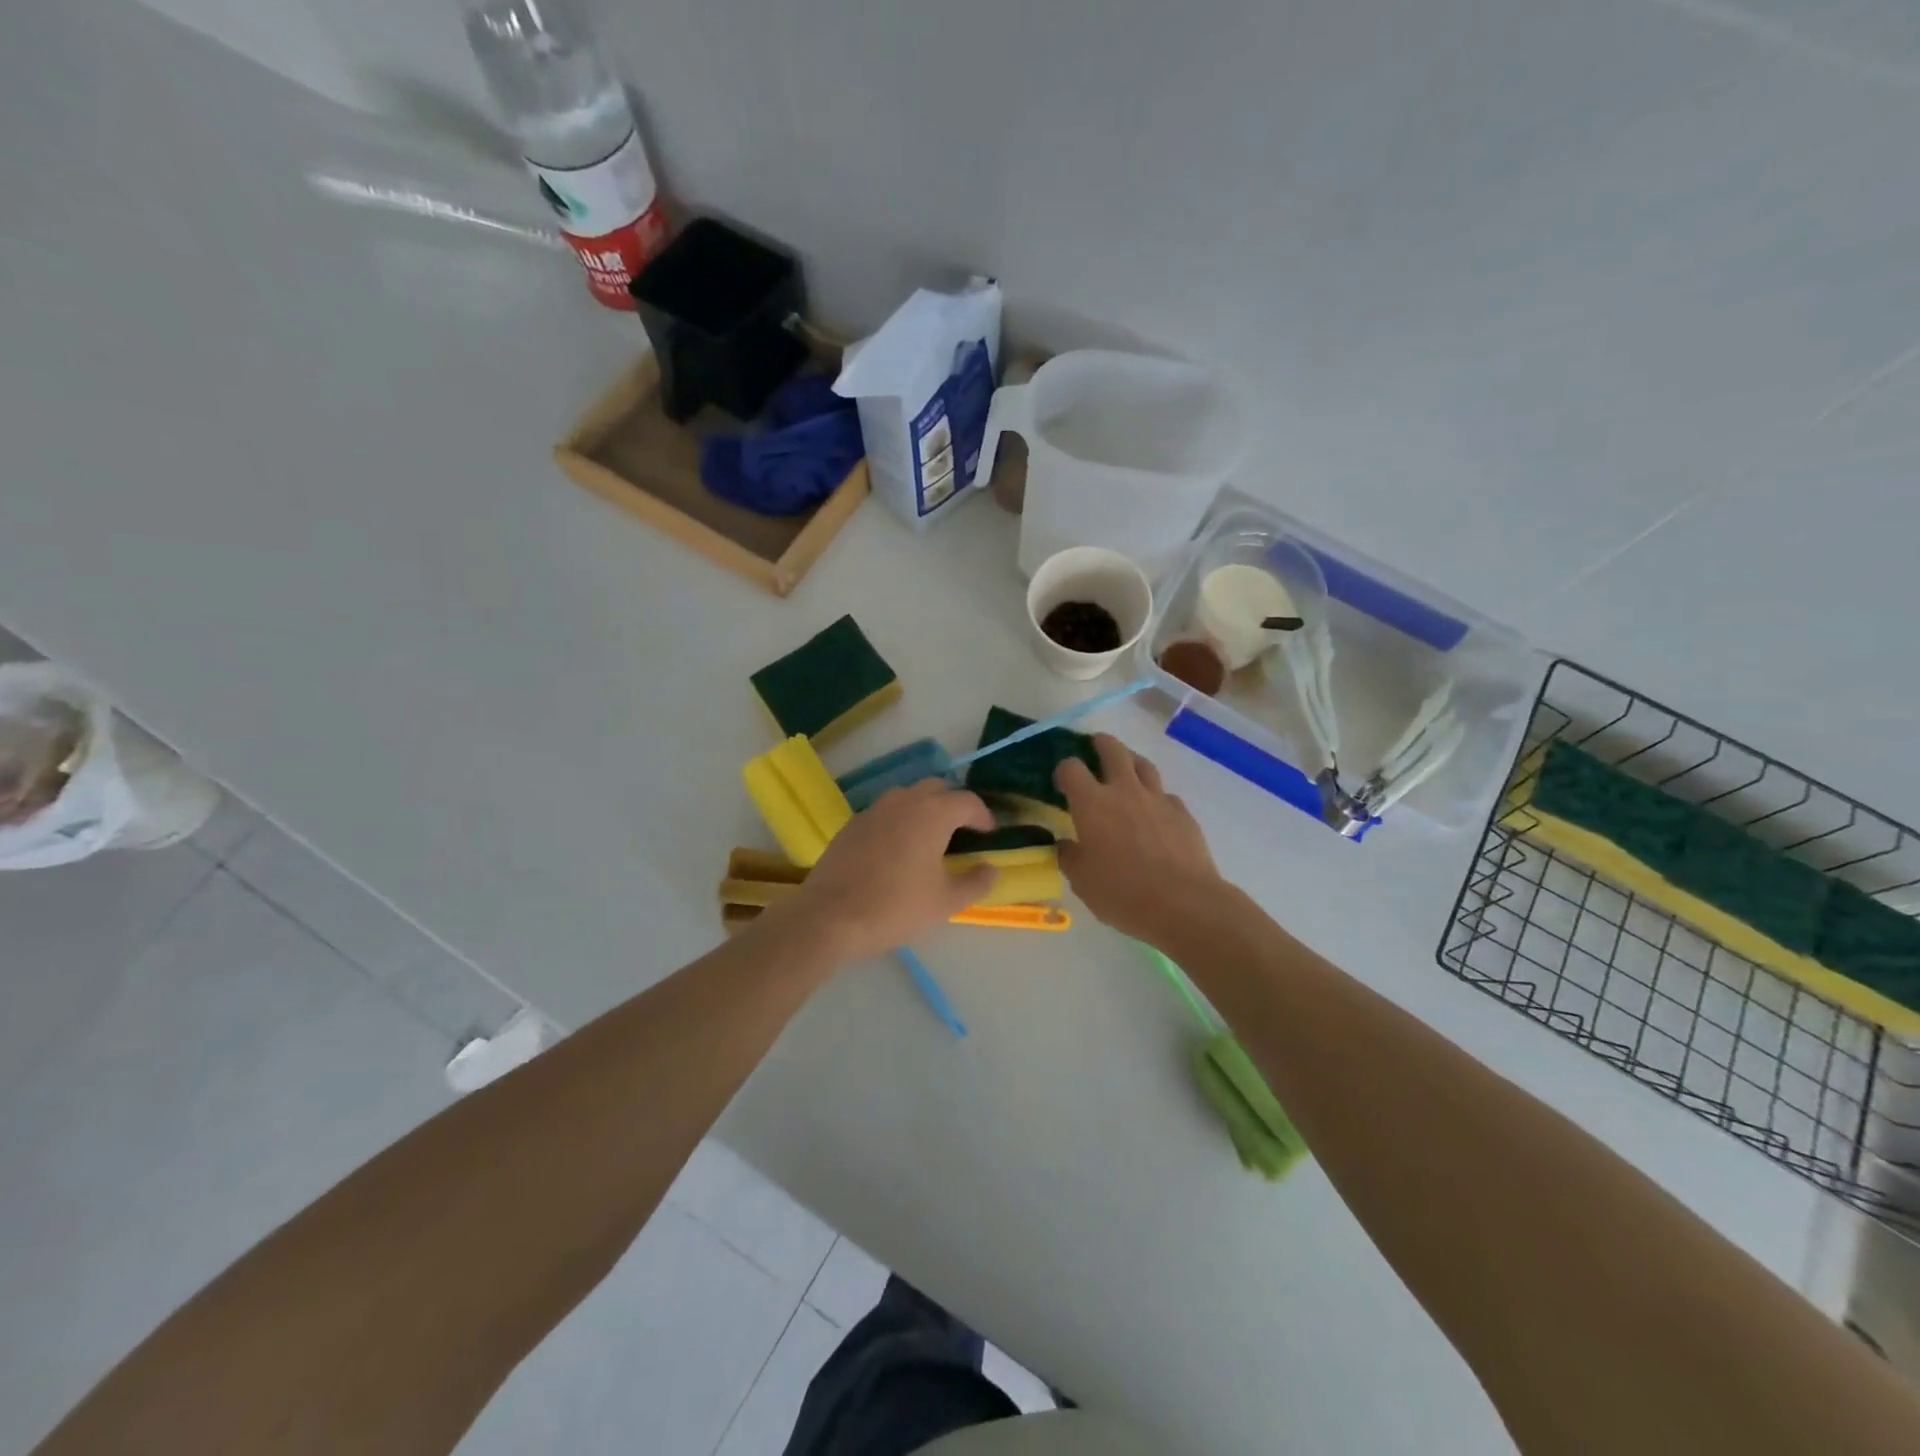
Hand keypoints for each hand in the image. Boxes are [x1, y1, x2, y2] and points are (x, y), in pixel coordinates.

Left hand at [784, 780, 998, 964]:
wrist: (830, 917)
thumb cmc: (896, 907)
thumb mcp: (946, 902)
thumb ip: (975, 882)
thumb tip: (992, 869)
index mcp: (932, 813)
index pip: (967, 801)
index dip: (983, 815)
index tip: (990, 833)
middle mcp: (904, 801)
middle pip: (937, 788)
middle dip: (954, 803)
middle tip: (964, 829)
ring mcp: (874, 810)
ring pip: (908, 796)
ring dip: (926, 808)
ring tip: (932, 836)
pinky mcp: (852, 824)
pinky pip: (886, 812)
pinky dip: (900, 820)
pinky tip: (899, 848)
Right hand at [1055, 734, 1224, 944]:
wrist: (1184, 904)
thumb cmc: (1123, 893)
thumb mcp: (1082, 882)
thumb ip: (1070, 857)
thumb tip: (1066, 844)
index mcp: (1092, 803)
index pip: (1071, 768)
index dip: (1063, 769)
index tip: (1061, 781)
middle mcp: (1124, 790)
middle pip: (1112, 749)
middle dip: (1100, 744)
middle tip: (1094, 747)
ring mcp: (1157, 799)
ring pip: (1143, 764)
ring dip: (1130, 760)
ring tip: (1125, 767)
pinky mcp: (1183, 813)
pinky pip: (1165, 794)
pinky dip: (1155, 796)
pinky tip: (1153, 810)